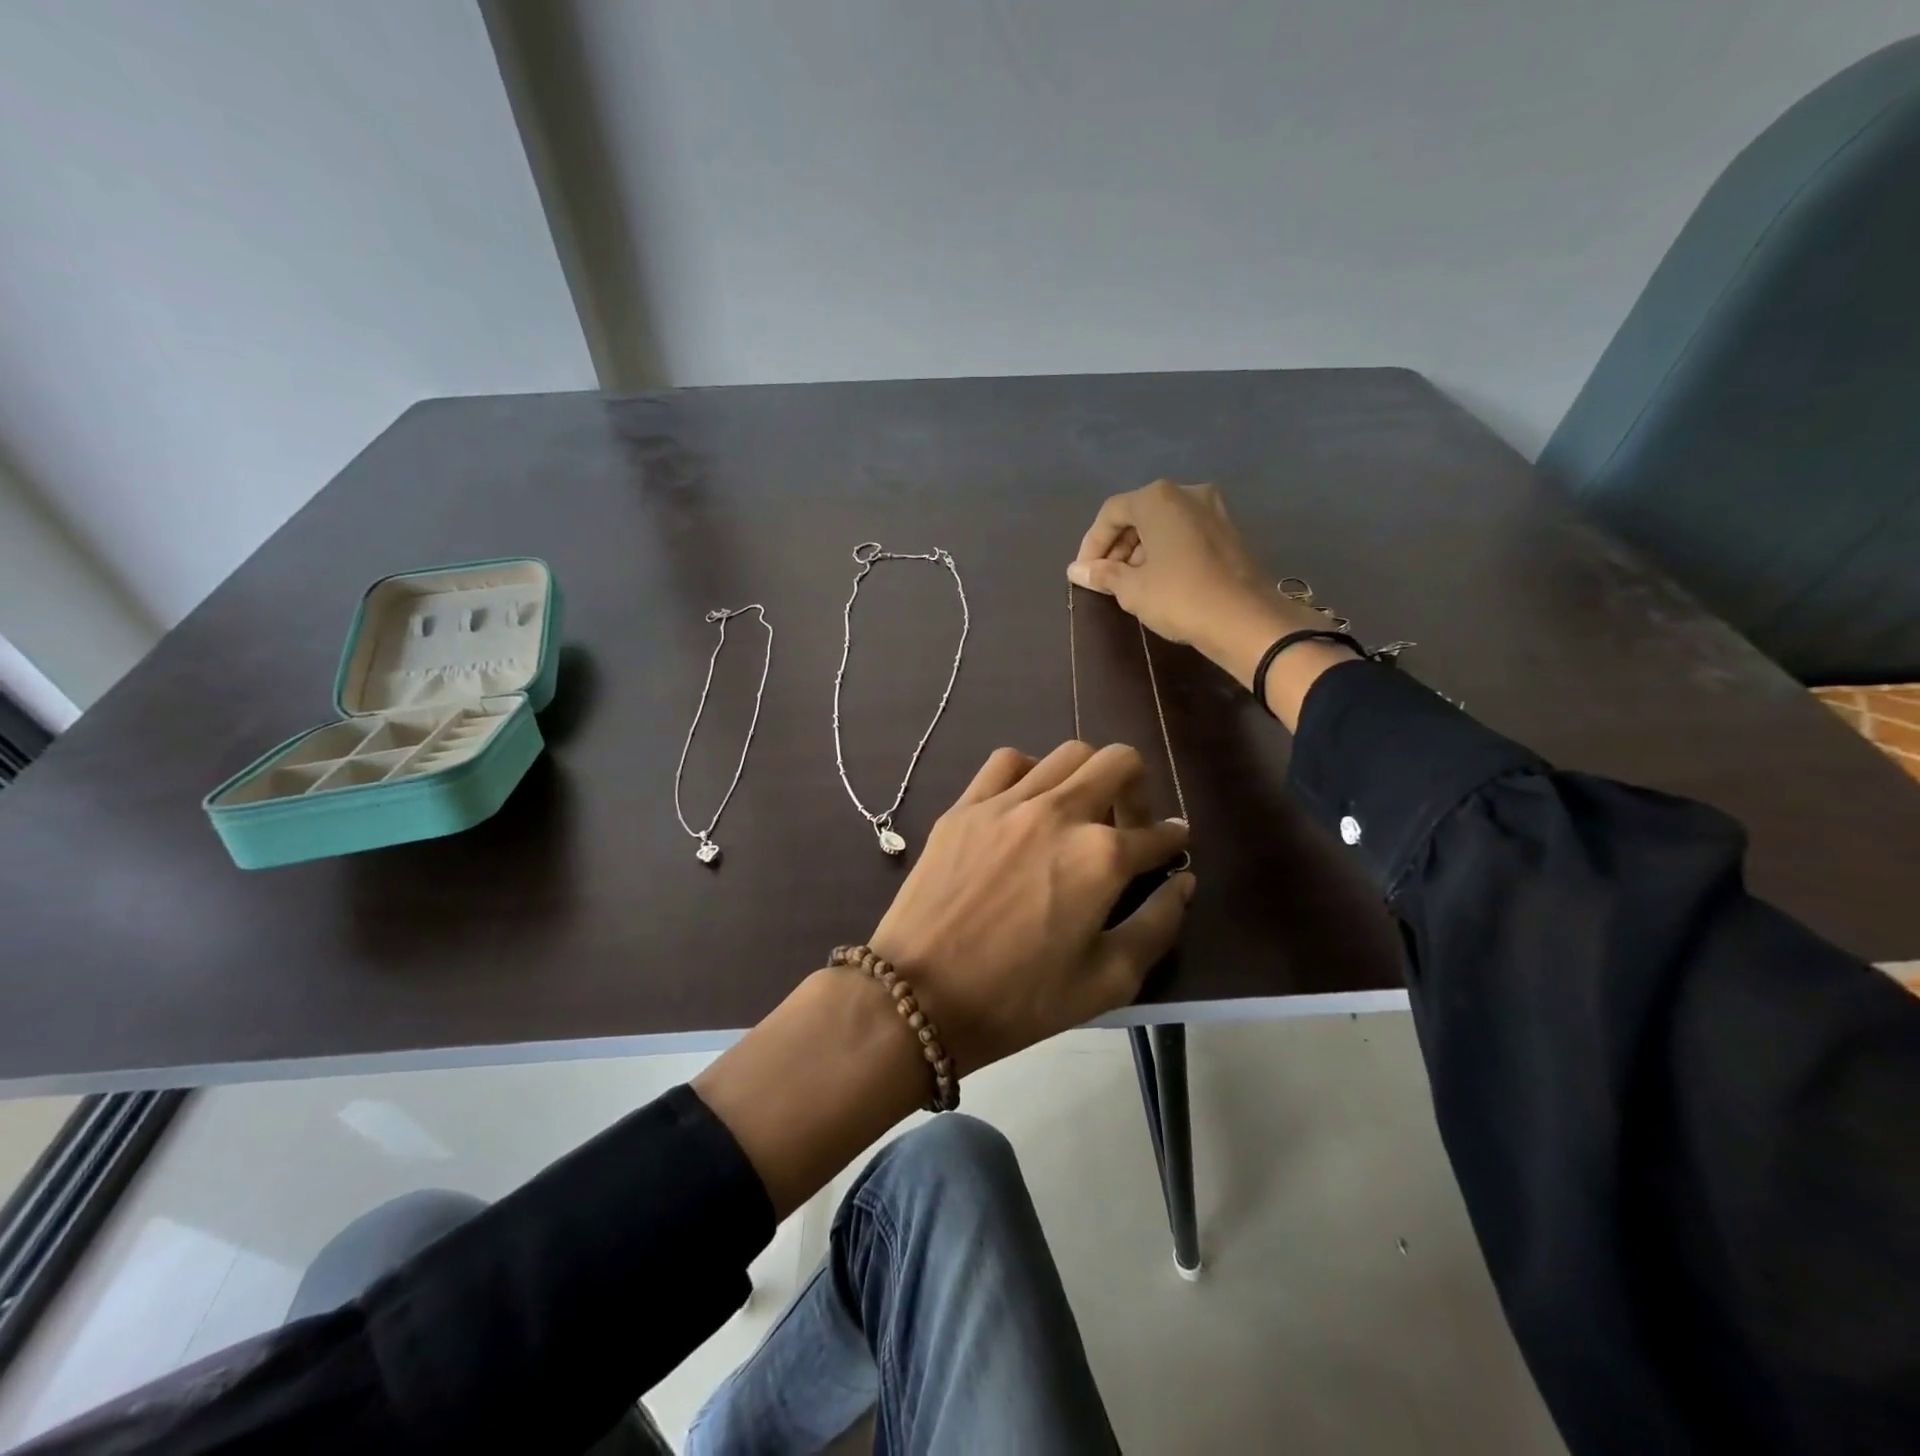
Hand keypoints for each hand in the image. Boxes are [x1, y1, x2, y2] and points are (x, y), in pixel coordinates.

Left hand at [869, 742, 1193, 1075]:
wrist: (918, 995)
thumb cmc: (1018, 999)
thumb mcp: (1107, 981)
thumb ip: (1158, 925)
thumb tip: (1182, 882)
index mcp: (1101, 857)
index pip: (1157, 834)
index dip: (1174, 840)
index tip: (1174, 845)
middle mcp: (1059, 813)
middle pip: (1119, 761)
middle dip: (1139, 788)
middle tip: (1129, 824)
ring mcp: (1007, 803)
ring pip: (1067, 753)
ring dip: (1088, 776)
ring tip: (1079, 813)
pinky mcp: (966, 806)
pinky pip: (1007, 762)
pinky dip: (1030, 771)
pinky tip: (1027, 802)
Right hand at [1068, 480, 1355, 725]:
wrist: (1245, 619)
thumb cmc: (1179, 597)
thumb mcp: (1132, 589)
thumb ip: (1102, 574)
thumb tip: (1075, 570)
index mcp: (1158, 498)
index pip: (1111, 513)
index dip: (1092, 543)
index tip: (1084, 573)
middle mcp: (1187, 493)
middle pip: (1139, 514)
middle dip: (1117, 546)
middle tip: (1105, 579)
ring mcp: (1213, 509)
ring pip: (1163, 524)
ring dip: (1141, 550)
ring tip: (1130, 584)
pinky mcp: (1229, 530)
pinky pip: (1185, 533)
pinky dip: (1166, 551)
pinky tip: (1159, 580)